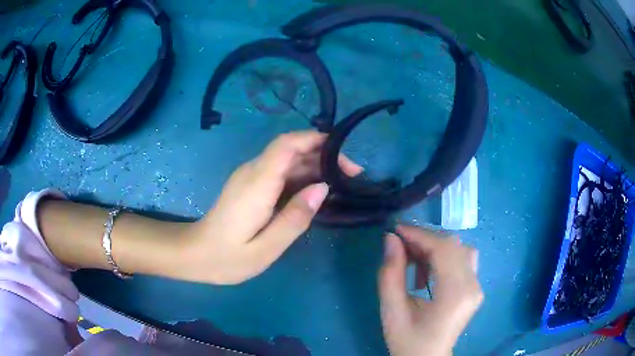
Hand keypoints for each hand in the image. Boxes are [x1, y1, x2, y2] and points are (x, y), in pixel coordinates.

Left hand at [180, 131, 361, 284]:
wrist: (195, 255)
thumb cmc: (227, 258)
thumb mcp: (265, 248)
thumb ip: (294, 218)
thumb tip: (323, 188)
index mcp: (257, 183)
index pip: (287, 144)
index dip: (316, 140)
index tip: (344, 155)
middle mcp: (253, 171)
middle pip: (291, 149)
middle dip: (324, 155)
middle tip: (352, 176)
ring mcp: (250, 177)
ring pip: (287, 160)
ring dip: (315, 165)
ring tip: (342, 184)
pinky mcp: (250, 185)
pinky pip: (280, 172)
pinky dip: (302, 176)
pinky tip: (317, 191)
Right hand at [379, 225, 482, 355]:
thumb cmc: (408, 340)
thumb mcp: (392, 311)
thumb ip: (390, 274)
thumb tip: (391, 239)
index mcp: (455, 294)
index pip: (444, 249)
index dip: (420, 234)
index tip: (396, 230)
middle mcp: (472, 285)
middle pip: (453, 245)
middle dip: (425, 239)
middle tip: (400, 246)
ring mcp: (477, 286)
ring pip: (459, 249)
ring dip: (434, 248)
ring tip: (413, 263)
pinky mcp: (474, 288)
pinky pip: (461, 260)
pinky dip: (442, 257)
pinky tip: (426, 274)